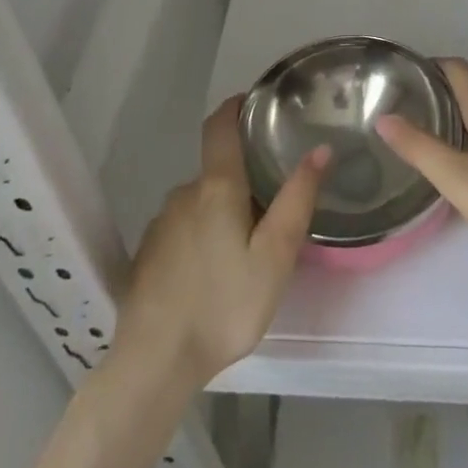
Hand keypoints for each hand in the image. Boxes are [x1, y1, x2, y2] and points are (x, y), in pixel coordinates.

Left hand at [114, 96, 326, 387]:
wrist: (154, 363)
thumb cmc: (224, 306)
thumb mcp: (275, 257)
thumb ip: (297, 200)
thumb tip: (320, 149)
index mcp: (216, 187)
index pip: (220, 125)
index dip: (236, 107)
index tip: (256, 104)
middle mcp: (185, 194)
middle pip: (217, 171)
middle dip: (243, 181)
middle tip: (272, 210)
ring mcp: (162, 223)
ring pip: (201, 203)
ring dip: (222, 214)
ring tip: (246, 249)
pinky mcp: (148, 253)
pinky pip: (183, 229)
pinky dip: (201, 237)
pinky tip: (213, 274)